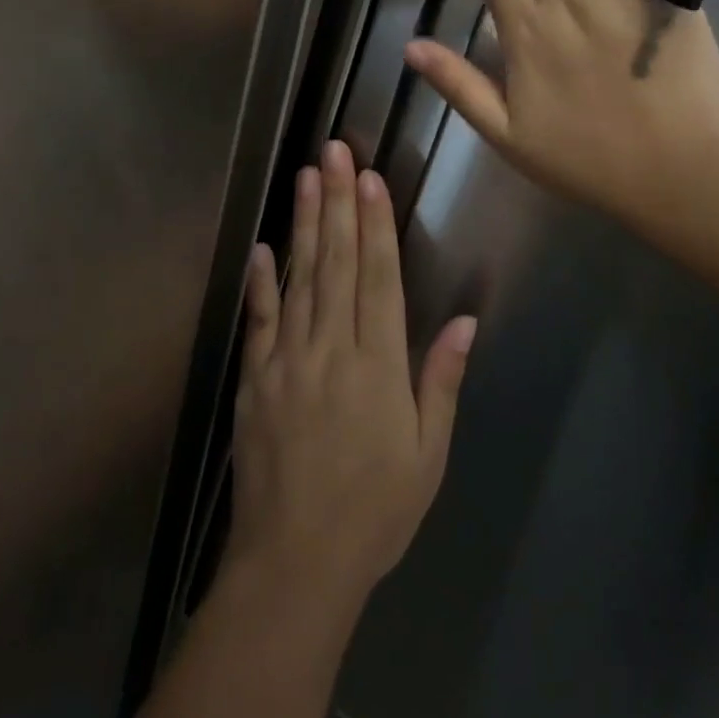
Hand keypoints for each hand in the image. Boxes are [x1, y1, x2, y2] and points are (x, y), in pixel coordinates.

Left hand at [225, 140, 476, 613]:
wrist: (295, 565)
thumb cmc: (375, 510)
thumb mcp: (428, 455)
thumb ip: (441, 381)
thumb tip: (464, 321)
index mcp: (377, 365)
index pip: (378, 276)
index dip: (375, 222)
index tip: (369, 178)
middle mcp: (331, 349)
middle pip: (337, 262)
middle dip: (337, 202)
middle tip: (333, 152)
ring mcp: (286, 361)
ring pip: (299, 278)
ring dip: (304, 224)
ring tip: (305, 177)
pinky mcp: (254, 379)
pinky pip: (259, 321)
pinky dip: (261, 282)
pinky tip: (262, 248)